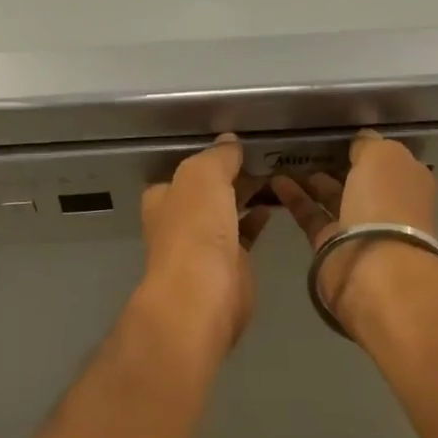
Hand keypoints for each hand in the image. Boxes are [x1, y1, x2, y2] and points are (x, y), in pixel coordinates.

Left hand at [138, 135, 270, 359]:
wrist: (204, 295)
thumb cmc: (195, 230)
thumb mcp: (203, 176)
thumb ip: (217, 157)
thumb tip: (229, 142)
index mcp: (164, 198)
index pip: (184, 171)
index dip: (208, 158)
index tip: (236, 144)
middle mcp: (180, 221)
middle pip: (208, 191)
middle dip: (231, 175)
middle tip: (263, 156)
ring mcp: (204, 245)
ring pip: (227, 212)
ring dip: (246, 196)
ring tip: (274, 174)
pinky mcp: (230, 266)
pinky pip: (244, 234)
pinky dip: (256, 219)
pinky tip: (273, 206)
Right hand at [273, 129, 437, 332]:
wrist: (373, 266)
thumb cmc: (385, 202)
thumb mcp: (382, 157)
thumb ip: (368, 145)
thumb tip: (360, 140)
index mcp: (408, 181)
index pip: (386, 160)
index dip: (365, 148)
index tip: (340, 136)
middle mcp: (387, 205)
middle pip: (359, 181)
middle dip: (337, 166)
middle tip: (308, 149)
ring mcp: (360, 228)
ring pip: (334, 198)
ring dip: (312, 182)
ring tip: (285, 163)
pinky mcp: (331, 246)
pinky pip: (312, 215)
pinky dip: (295, 198)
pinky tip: (276, 182)